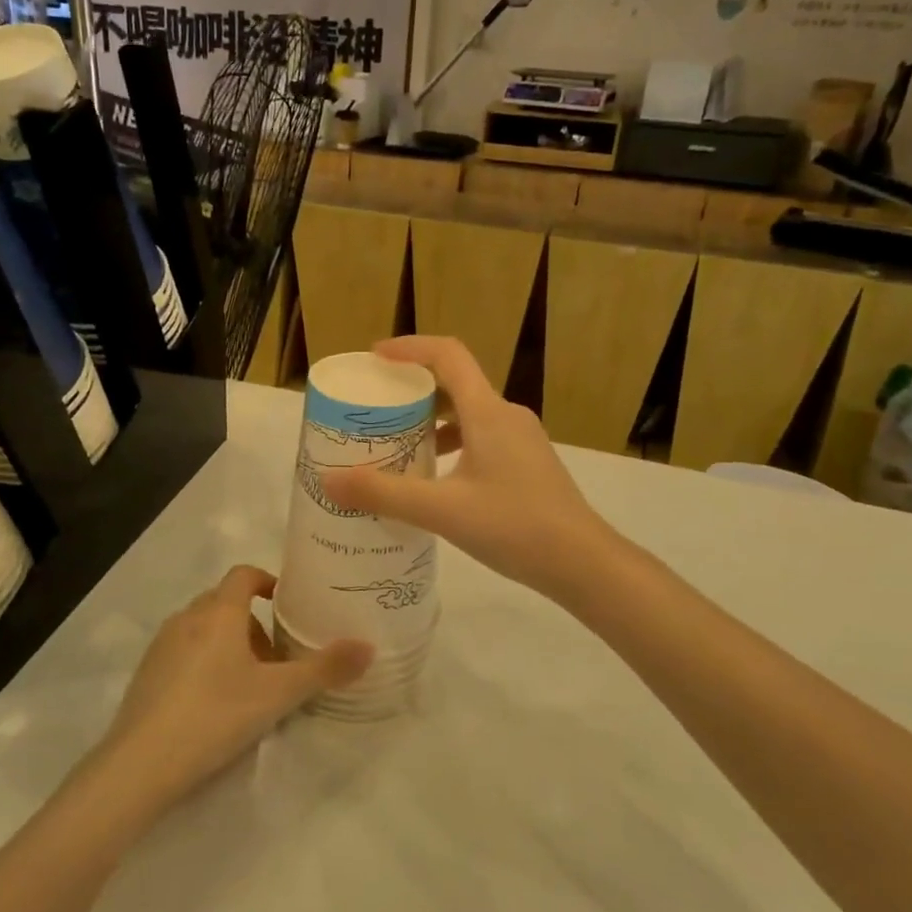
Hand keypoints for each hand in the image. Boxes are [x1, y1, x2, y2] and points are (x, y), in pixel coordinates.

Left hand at [100, 567, 371, 808]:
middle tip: (277, 657)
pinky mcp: (146, 674)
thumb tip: (369, 647)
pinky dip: (204, 662)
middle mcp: (187, 618)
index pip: (244, 574)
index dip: (267, 581)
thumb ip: (325, 669)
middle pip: (224, 602)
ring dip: (228, 643)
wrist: (140, 764)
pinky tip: (214, 703)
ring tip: (249, 683)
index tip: (287, 605)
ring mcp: (161, 645)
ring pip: (203, 628)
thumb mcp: (278, 694)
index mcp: (219, 612)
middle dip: (253, 622)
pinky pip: (183, 652)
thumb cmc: (216, 715)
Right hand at [323, 338, 611, 598]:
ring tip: (398, 445)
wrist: (583, 563)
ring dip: (432, 421)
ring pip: (469, 414)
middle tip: (377, 406)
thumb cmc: (514, 526)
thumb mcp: (442, 511)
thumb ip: (384, 494)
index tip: (375, 358)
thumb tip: (329, 481)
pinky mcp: (528, 464)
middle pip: (456, 384)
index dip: (409, 348)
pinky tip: (435, 480)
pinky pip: (482, 438)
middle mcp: (507, 416)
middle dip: (414, 389)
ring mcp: (522, 441)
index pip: (448, 355)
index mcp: (488, 412)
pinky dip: (452, 444)